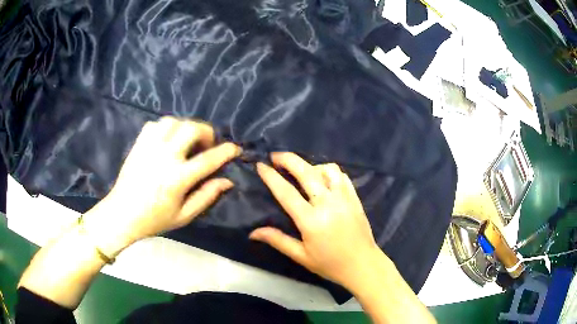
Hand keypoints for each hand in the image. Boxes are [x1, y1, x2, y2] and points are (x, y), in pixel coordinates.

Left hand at [84, 117, 240, 255]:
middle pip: (191, 129)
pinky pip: (155, 124)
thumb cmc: (155, 219)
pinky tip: (167, 140)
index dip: (226, 151)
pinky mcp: (139, 144)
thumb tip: (227, 181)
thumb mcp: (184, 215)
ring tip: (187, 141)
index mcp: (177, 179)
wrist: (123, 214)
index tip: (235, 148)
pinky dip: (166, 127)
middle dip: (206, 132)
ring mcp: (149, 147)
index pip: (208, 159)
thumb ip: (206, 196)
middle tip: (206, 145)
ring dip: (185, 127)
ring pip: (173, 121)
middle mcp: (164, 157)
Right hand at [250, 152, 382, 289]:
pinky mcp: (355, 198)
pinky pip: (342, 176)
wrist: (362, 265)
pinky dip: (330, 172)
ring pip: (327, 169)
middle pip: (307, 173)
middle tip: (276, 156)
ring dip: (311, 165)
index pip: (286, 193)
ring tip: (302, 171)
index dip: (271, 177)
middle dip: (289, 159)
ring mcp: (344, 198)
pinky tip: (323, 178)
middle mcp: (328, 204)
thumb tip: (253, 232)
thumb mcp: (301, 256)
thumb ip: (278, 240)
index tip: (261, 165)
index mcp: (311, 220)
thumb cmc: (330, 264)